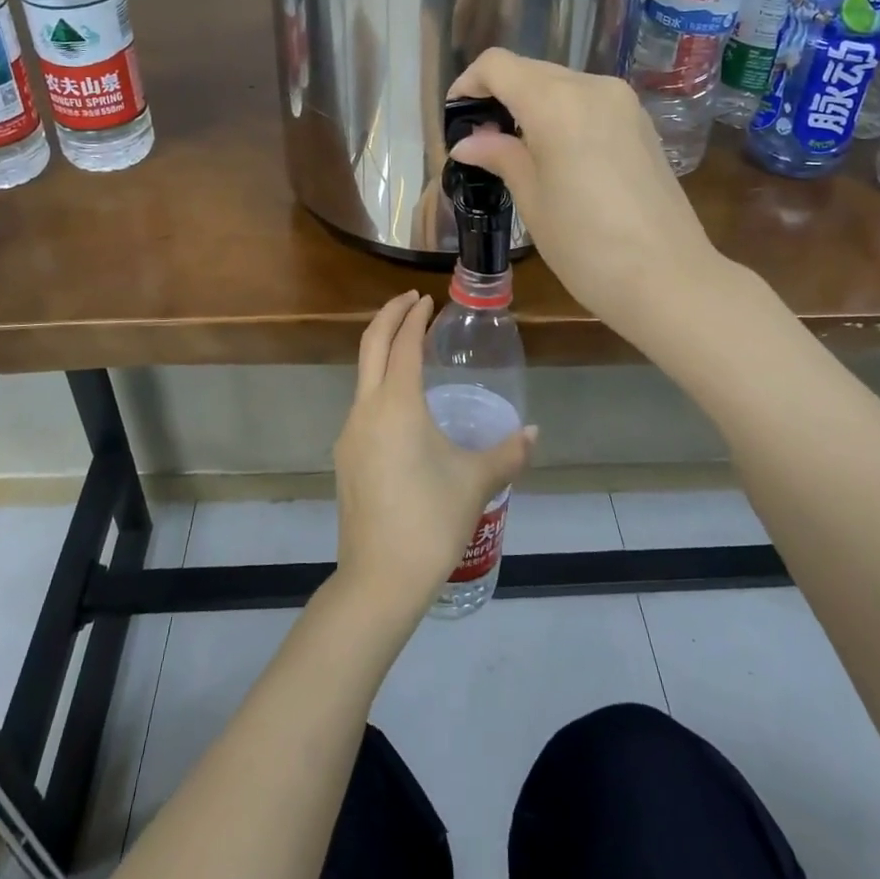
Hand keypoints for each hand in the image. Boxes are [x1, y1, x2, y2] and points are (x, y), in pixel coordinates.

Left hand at [334, 292, 534, 613]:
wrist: (379, 578)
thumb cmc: (431, 520)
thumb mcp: (476, 482)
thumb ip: (508, 453)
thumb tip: (533, 433)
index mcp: (396, 404)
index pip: (402, 343)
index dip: (414, 317)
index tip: (426, 300)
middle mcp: (366, 409)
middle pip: (370, 345)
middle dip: (388, 316)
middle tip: (410, 301)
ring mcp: (349, 433)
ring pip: (362, 375)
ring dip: (382, 351)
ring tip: (409, 348)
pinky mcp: (346, 458)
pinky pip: (362, 405)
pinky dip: (379, 384)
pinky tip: (401, 405)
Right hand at [446, 48, 717, 328]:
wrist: (670, 280)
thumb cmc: (586, 245)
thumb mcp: (532, 200)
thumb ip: (500, 157)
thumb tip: (468, 142)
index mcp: (557, 102)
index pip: (498, 66)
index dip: (469, 84)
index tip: (456, 118)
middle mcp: (592, 87)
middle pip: (530, 70)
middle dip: (499, 95)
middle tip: (481, 140)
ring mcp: (624, 102)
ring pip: (561, 84)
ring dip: (531, 104)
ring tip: (516, 150)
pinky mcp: (642, 123)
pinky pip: (589, 102)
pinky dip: (562, 114)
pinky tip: (556, 154)